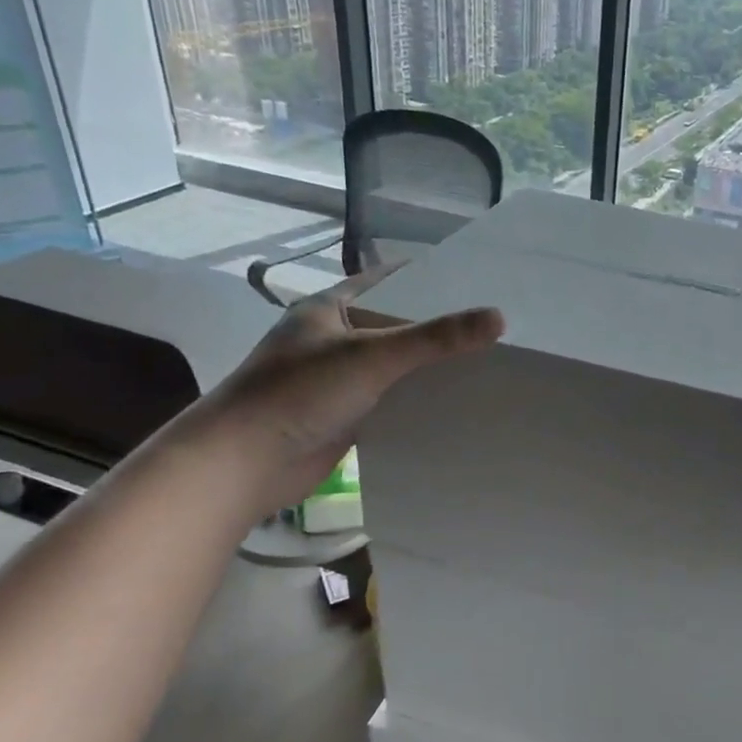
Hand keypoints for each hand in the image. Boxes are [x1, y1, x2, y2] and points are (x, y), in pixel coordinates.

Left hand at [178, 264, 503, 520]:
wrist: (243, 464)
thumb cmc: (299, 393)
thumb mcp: (372, 355)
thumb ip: (435, 338)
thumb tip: (498, 318)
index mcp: (329, 307)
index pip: (387, 281)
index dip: (427, 277)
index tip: (474, 279)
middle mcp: (334, 338)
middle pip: (396, 324)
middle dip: (437, 326)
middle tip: (491, 325)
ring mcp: (338, 379)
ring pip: (395, 366)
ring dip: (429, 366)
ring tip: (486, 361)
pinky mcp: (345, 416)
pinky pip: (391, 401)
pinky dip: (418, 401)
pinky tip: (455, 403)